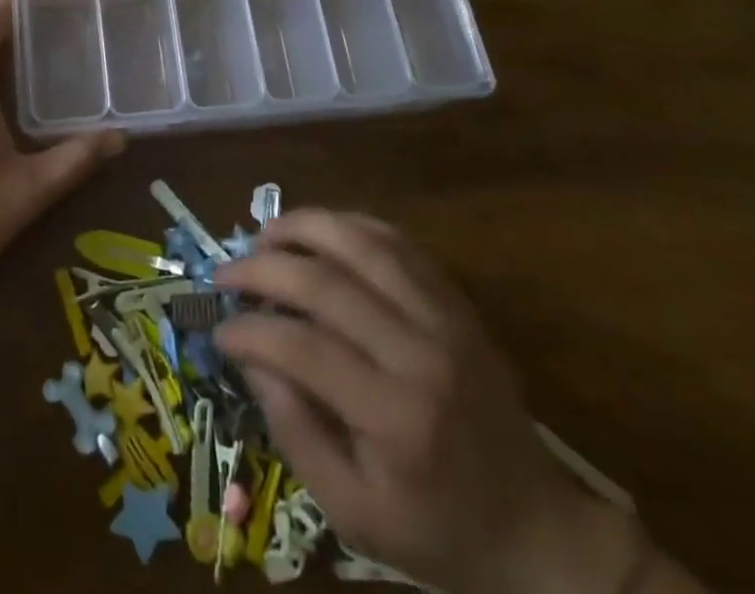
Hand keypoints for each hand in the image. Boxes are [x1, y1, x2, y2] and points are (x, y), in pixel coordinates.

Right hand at [214, 211, 632, 593]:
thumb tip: (252, 360)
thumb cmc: (437, 530)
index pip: (302, 348)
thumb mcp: (354, 514)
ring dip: (303, 228)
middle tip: (225, 274)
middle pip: (325, 282)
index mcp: (395, 417)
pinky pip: (396, 241)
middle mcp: (420, 352)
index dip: (249, 331)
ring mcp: (444, 317)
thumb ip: (295, 434)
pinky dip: (349, 225)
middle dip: (262, 269)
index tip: (218, 330)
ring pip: (361, 243)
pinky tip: (319, 231)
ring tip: (264, 235)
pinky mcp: (455, 301)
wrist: (536, 528)